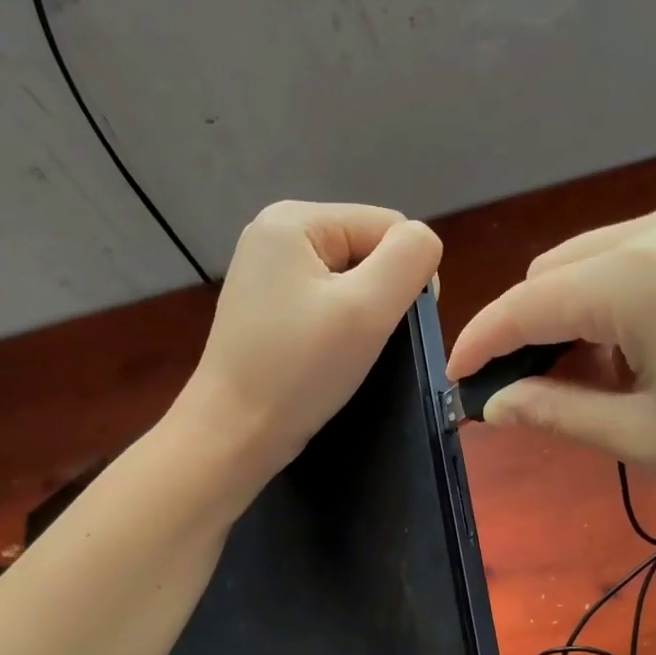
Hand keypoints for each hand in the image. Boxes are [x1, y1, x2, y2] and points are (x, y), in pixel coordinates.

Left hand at [178, 201, 442, 487]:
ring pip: (350, 281)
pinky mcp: (266, 309)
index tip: (389, 327)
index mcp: (294, 218)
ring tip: (344, 354)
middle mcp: (274, 234)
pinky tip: (325, 357)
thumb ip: (410, 257)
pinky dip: (338, 329)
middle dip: (379, 296)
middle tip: (363, 344)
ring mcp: (266, 273)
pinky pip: (325, 303)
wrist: (233, 435)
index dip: (405, 275)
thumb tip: (423, 244)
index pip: (388, 226)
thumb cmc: (299, 370)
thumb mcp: (368, 308)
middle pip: (367, 250)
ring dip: (361, 316)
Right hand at [448, 190, 655, 536]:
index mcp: (633, 275)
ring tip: (598, 387)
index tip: (454, 389)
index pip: (520, 306)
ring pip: (602, 261)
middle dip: (530, 332)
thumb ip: (560, 414)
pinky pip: (652, 259)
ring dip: (578, 318)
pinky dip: (626, 303)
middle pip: (557, 272)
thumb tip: (497, 403)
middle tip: (535, 400)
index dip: (478, 348)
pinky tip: (654, 355)